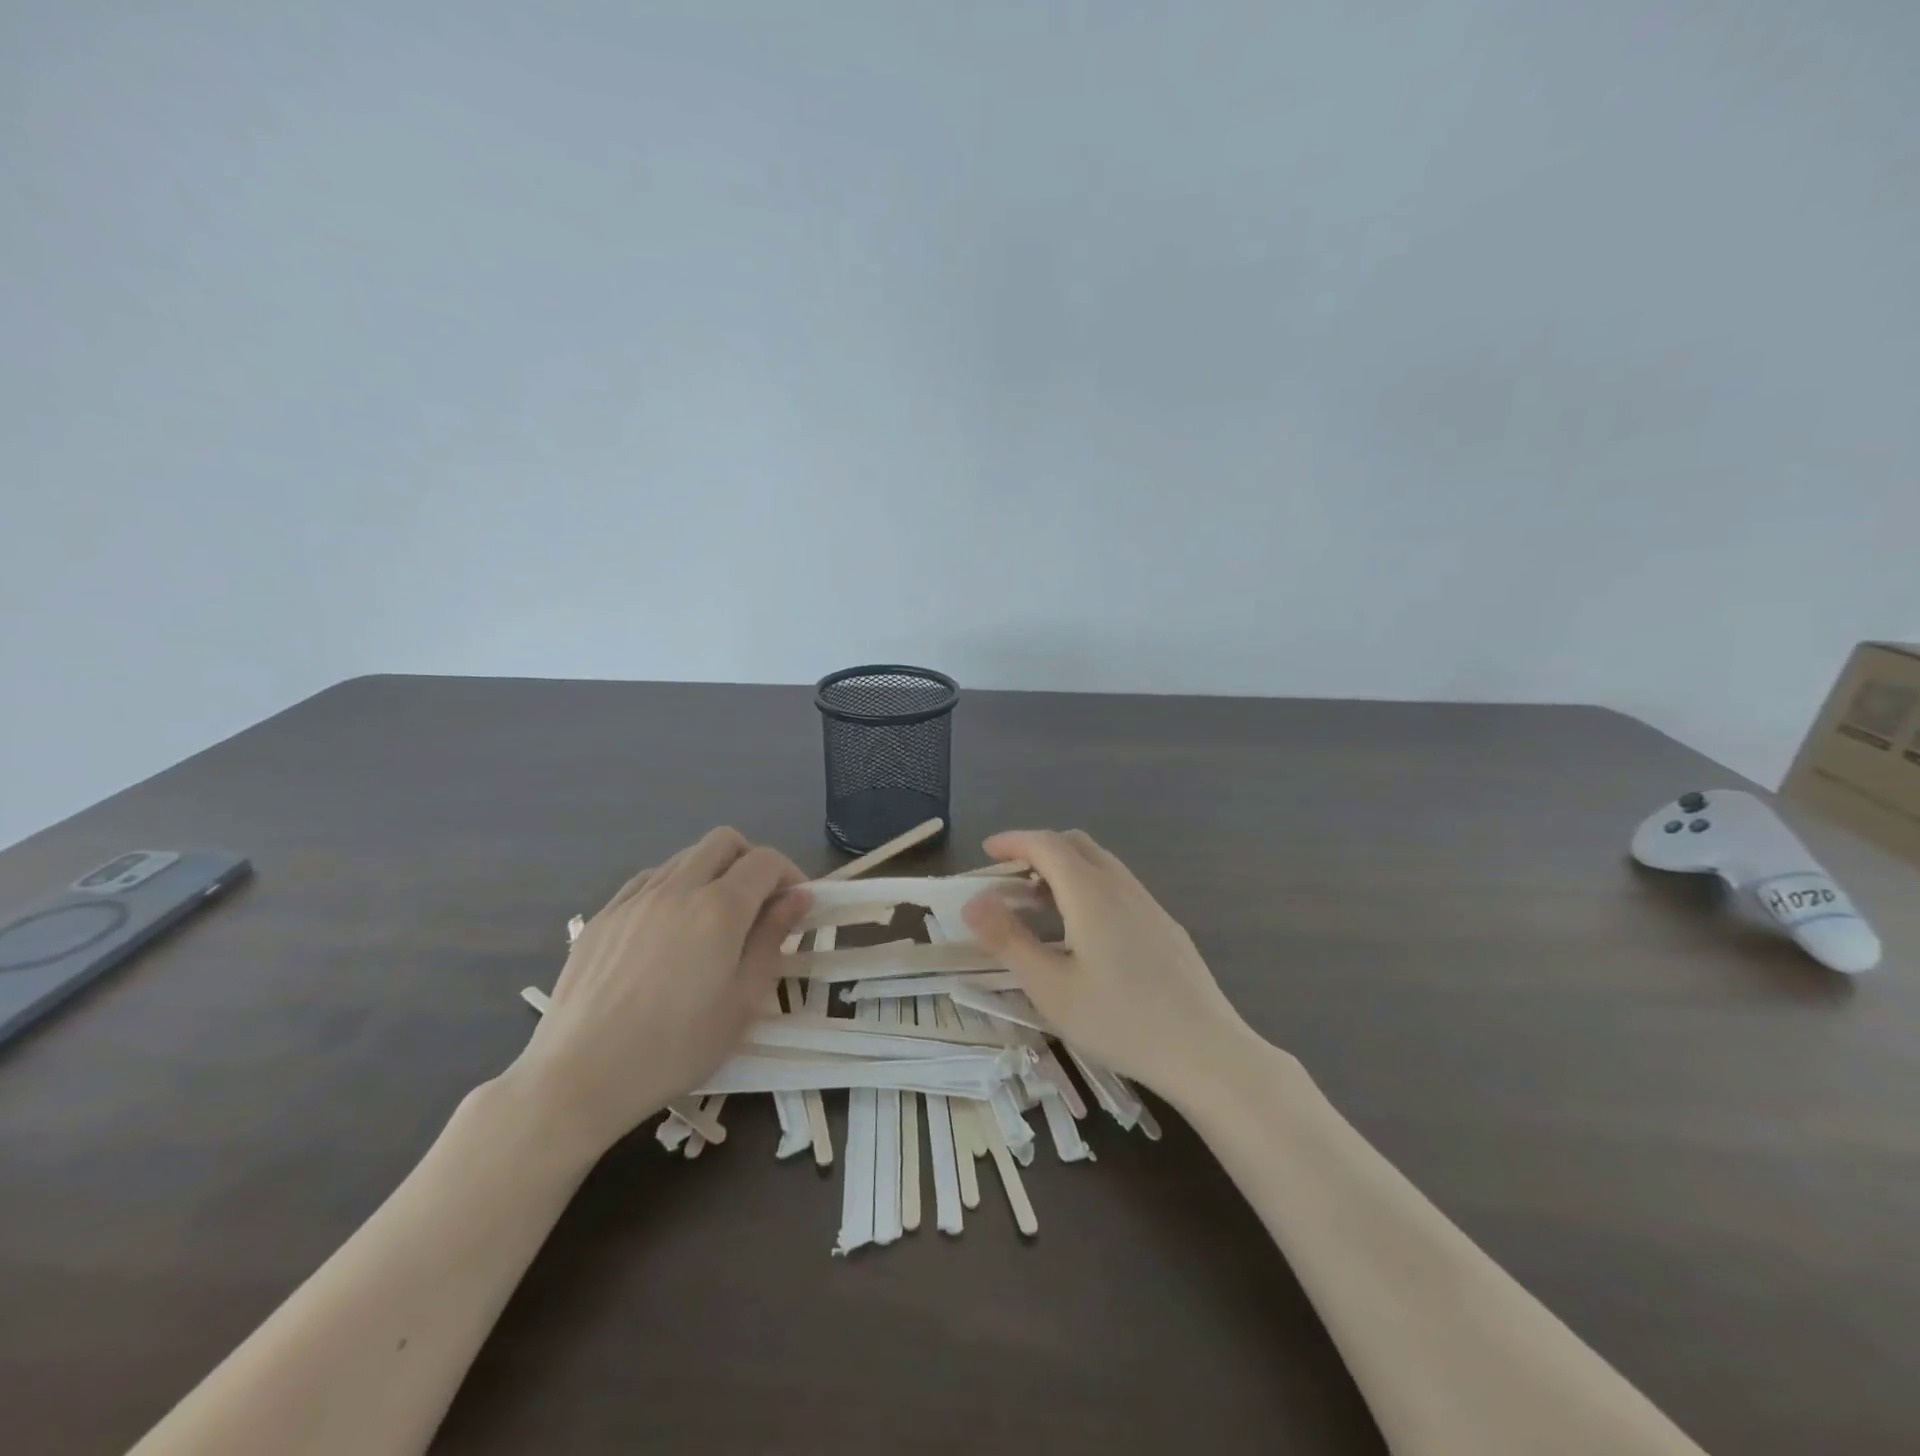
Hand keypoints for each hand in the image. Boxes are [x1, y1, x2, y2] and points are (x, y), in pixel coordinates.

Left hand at [506, 828, 808, 1158]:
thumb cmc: (676, 1047)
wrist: (580, 1077)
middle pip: (724, 841)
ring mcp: (634, 898)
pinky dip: (673, 887)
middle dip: (751, 860)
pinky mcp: (602, 916)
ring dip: (712, 872)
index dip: (789, 874)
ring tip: (713, 920)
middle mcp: (678, 888)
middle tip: (759, 903)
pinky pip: (648, 880)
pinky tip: (669, 929)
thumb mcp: (742, 1001)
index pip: (764, 861)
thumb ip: (772, 939)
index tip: (796, 905)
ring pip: (684, 856)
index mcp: (719, 908)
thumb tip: (798, 897)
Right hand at [962, 829, 1254, 1099]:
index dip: (1014, 841)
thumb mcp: (1051, 987)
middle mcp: (1121, 886)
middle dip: (1038, 849)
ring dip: (1064, 868)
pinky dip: (1088, 886)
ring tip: (1039, 903)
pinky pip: (1118, 885)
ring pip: (1100, 863)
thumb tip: (973, 901)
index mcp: (1090, 893)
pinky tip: (1083, 930)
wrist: (1205, 1051)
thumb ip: (1008, 939)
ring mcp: (1149, 904)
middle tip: (1009, 876)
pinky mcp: (1165, 925)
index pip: (1047, 844)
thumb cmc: (1119, 1020)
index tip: (987, 850)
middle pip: (1076, 844)